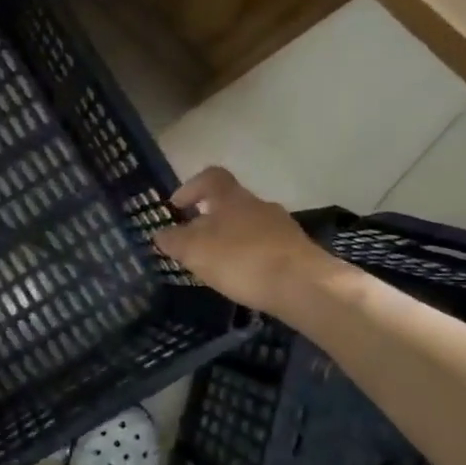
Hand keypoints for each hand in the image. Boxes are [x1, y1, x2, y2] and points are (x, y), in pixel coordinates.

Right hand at [153, 167, 338, 312]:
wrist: (304, 286)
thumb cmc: (241, 260)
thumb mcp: (194, 250)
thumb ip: (173, 240)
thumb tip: (161, 233)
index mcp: (232, 198)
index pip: (211, 177)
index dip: (191, 187)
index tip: (176, 207)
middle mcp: (259, 205)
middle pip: (230, 204)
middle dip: (209, 221)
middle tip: (193, 244)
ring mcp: (282, 227)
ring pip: (248, 226)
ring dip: (231, 241)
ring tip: (217, 266)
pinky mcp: (297, 251)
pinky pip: (265, 247)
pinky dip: (250, 258)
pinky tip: (244, 278)